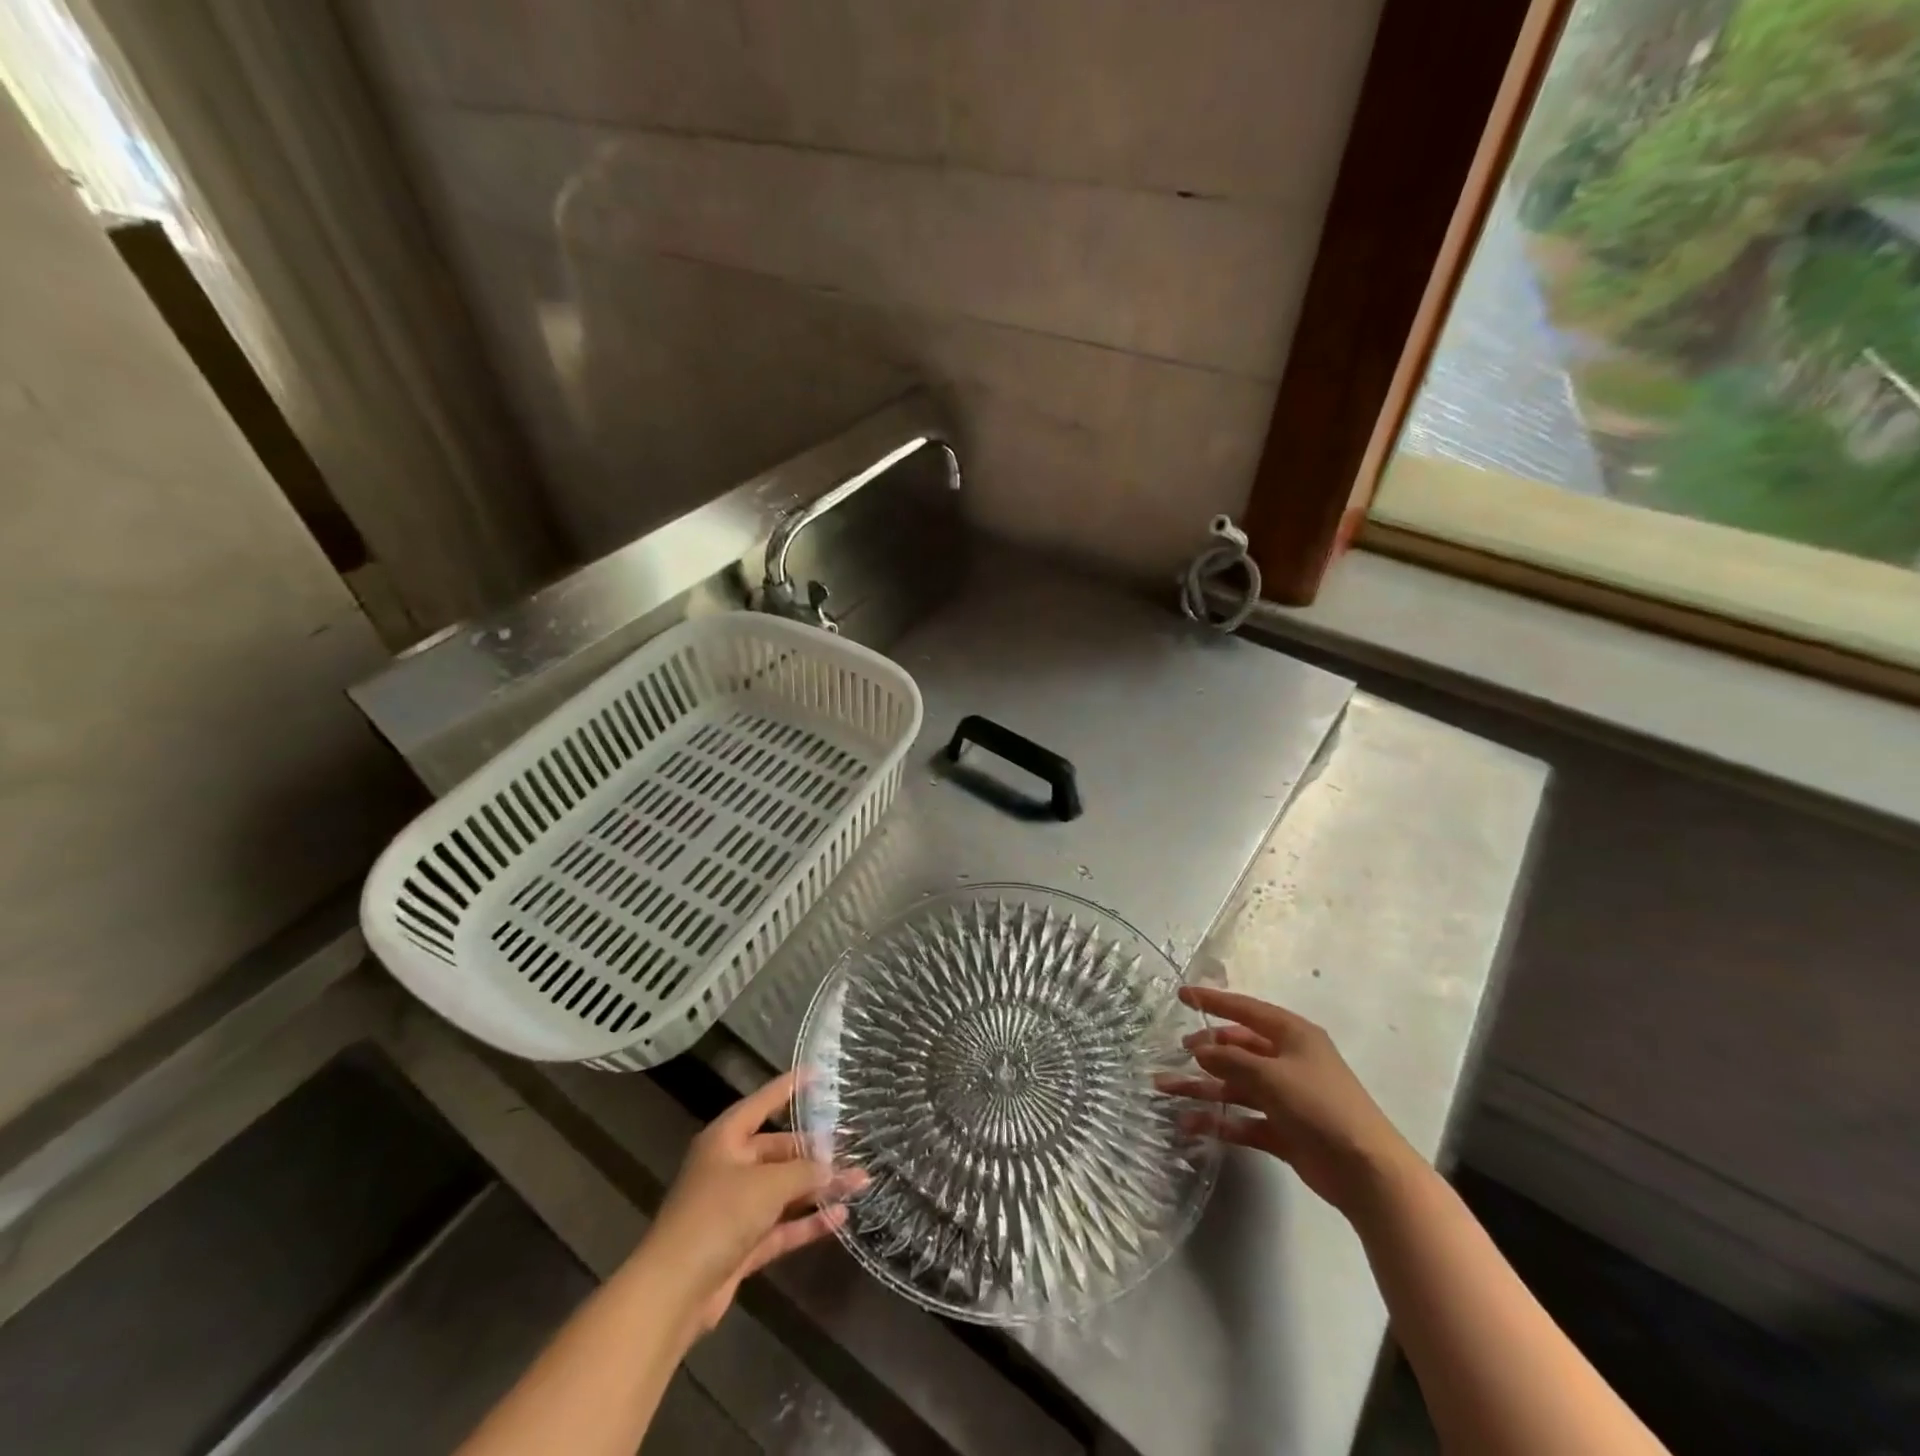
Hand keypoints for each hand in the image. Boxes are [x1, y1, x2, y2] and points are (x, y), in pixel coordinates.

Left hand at [641, 1070, 865, 1334]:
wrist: (673, 1292)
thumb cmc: (717, 1217)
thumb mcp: (767, 1185)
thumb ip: (804, 1172)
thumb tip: (832, 1168)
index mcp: (725, 1140)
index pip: (762, 1103)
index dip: (788, 1087)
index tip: (817, 1073)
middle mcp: (730, 1167)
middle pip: (779, 1151)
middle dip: (816, 1151)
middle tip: (852, 1145)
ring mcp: (735, 1208)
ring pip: (784, 1190)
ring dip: (818, 1188)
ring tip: (859, 1181)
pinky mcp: (742, 1244)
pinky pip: (782, 1225)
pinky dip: (807, 1222)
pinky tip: (840, 1216)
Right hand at [1158, 987, 1420, 1213]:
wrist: (1366, 1171)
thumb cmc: (1320, 1106)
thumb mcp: (1271, 1075)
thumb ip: (1231, 1059)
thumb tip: (1200, 1049)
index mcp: (1292, 1035)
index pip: (1245, 1009)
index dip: (1213, 1001)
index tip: (1182, 995)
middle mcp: (1288, 1060)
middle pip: (1238, 1048)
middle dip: (1206, 1050)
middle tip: (1178, 1051)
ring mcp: (1286, 1096)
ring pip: (1235, 1085)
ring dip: (1202, 1087)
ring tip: (1165, 1090)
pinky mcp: (1283, 1129)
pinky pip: (1243, 1118)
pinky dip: (1219, 1120)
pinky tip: (1191, 1124)